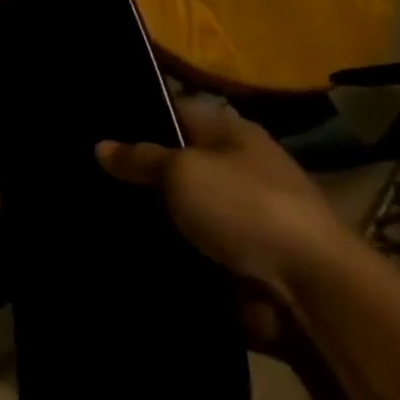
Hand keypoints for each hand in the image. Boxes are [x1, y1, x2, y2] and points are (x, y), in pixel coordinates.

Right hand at [95, 97, 362, 332]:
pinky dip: (166, 248)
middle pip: (177, 161)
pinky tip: (127, 249)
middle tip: (87, 175)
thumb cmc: (246, 209)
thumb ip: (141, 158)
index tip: (96, 127)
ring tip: (97, 214)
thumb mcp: (183, 173)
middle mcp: (240, 167)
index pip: (177, 109)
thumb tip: (101, 146)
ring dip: (149, 214)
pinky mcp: (240, 256)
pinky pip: (190, 245)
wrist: (312, 289)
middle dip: (138, 171)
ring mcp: (243, 214)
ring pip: (180, 207)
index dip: (139, 115)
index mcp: (233, 133)